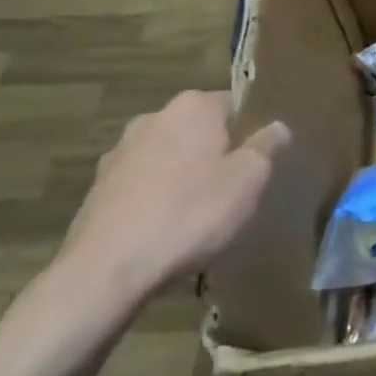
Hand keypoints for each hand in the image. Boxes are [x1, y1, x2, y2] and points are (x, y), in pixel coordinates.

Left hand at [56, 91, 286, 312]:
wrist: (105, 271)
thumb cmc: (190, 214)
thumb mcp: (249, 180)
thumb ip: (267, 147)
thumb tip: (278, 127)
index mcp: (193, 106)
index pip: (235, 104)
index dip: (252, 130)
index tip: (261, 159)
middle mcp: (153, 118)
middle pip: (199, 130)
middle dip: (216, 153)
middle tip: (236, 188)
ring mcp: (119, 153)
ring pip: (168, 157)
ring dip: (184, 176)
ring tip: (199, 215)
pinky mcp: (97, 189)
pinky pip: (142, 186)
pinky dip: (155, 200)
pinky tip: (166, 232)